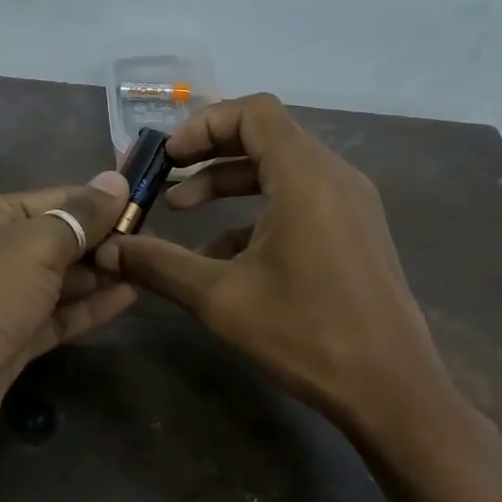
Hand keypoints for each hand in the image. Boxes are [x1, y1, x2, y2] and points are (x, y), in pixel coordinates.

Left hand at [0, 171, 133, 486]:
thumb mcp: (30, 247)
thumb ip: (77, 217)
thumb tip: (116, 180)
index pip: (54, 199)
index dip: (100, 202)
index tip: (149, 205)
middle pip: (57, 239)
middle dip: (103, 239)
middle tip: (156, 243)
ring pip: (58, 281)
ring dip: (100, 274)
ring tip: (150, 267)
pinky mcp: (8, 345)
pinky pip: (55, 318)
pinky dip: (88, 308)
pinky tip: (128, 297)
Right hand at [95, 94, 463, 438]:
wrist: (391, 389)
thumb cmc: (306, 333)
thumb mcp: (221, 298)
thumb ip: (161, 265)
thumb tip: (110, 250)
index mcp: (305, 177)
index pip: (253, 112)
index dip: (203, 124)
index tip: (167, 158)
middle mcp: (334, 177)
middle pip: (266, 138)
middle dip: (210, 156)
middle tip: (167, 180)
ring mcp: (351, 204)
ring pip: (283, 171)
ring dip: (231, 186)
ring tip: (185, 214)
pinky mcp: (356, 232)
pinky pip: (301, 201)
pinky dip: (259, 213)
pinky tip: (226, 255)